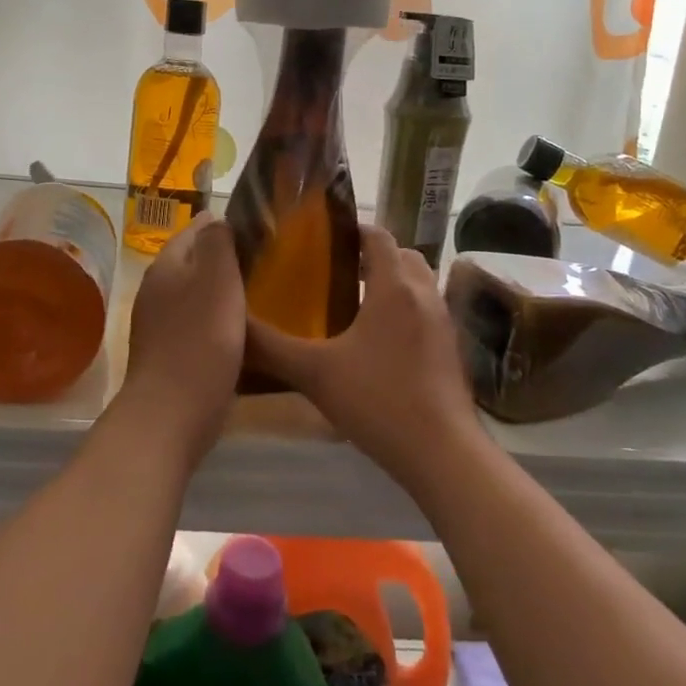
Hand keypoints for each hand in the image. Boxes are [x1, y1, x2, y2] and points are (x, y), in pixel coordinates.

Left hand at [119, 214, 245, 466]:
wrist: (171, 414)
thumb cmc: (201, 340)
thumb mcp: (217, 279)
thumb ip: (217, 243)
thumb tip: (215, 218)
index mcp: (167, 265)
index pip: (194, 230)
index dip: (222, 224)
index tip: (255, 227)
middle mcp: (156, 289)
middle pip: (192, 262)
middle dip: (222, 258)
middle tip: (261, 260)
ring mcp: (158, 324)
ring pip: (194, 294)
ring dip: (219, 291)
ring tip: (256, 293)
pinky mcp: (167, 354)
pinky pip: (195, 324)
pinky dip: (215, 319)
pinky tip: (237, 331)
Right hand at [247, 225, 482, 490]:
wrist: (443, 454)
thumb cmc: (378, 401)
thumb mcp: (314, 374)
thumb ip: (270, 347)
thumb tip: (234, 326)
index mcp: (394, 287)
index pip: (379, 236)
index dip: (353, 231)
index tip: (323, 241)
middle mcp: (424, 294)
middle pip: (402, 256)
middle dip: (373, 257)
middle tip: (335, 272)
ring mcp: (444, 322)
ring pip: (418, 284)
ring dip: (392, 283)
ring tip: (354, 305)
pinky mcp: (452, 349)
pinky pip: (427, 311)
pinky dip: (406, 310)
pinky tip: (379, 343)